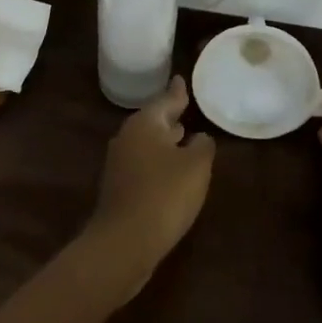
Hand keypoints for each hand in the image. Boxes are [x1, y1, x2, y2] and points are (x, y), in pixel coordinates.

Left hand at [86, 76, 214, 300]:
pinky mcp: (119, 188)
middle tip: (185, 106)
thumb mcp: (196, 166)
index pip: (166, 100)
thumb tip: (199, 137)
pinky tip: (171, 170)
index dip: (177, 92)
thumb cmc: (164, 195)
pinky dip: (158, 161)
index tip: (181, 78)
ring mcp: (120, 163)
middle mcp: (128, 137)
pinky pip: (143, 164)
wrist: (123, 243)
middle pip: (153, 120)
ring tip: (183, 135)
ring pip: (147, 143)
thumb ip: (202, 146)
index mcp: (145, 123)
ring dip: (164, 140)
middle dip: (170, 116)